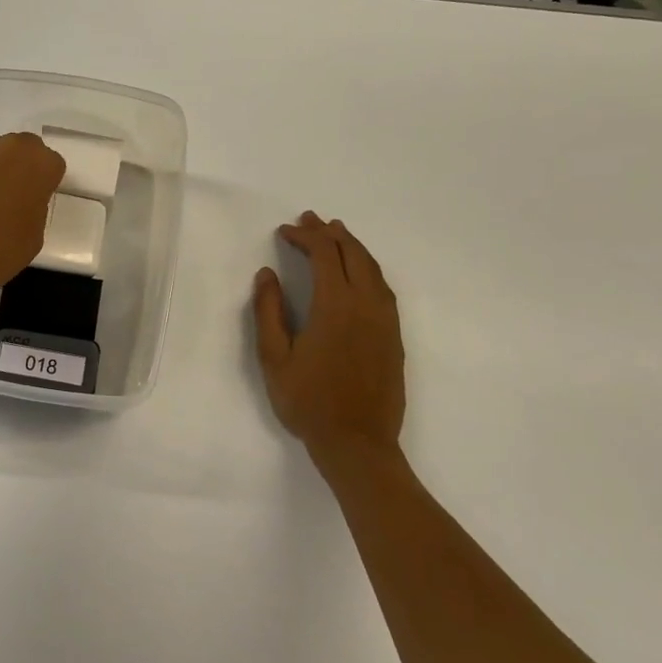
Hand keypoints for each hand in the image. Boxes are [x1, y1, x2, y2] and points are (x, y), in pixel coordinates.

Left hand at [0, 133, 65, 306]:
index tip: (37, 205)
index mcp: (36, 163)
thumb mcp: (34, 235)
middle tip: (16, 201)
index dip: (46, 185)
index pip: (52, 165)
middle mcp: (6, 148)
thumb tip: (22, 201)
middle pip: (23, 150)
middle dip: (22, 170)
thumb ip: (35, 207)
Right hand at [252, 212, 405, 463]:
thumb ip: (269, 311)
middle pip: (352, 254)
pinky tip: (358, 272)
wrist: (358, 443)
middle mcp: (366, 304)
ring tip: (336, 234)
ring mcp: (385, 320)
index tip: (284, 231)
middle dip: (330, 232)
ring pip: (373, 268)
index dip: (304, 236)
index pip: (324, 254)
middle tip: (310, 219)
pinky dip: (368, 268)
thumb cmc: (308, 401)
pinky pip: (383, 287)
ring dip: (352, 246)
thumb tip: (267, 275)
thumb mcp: (274, 358)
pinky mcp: (394, 336)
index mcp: (335, 305)